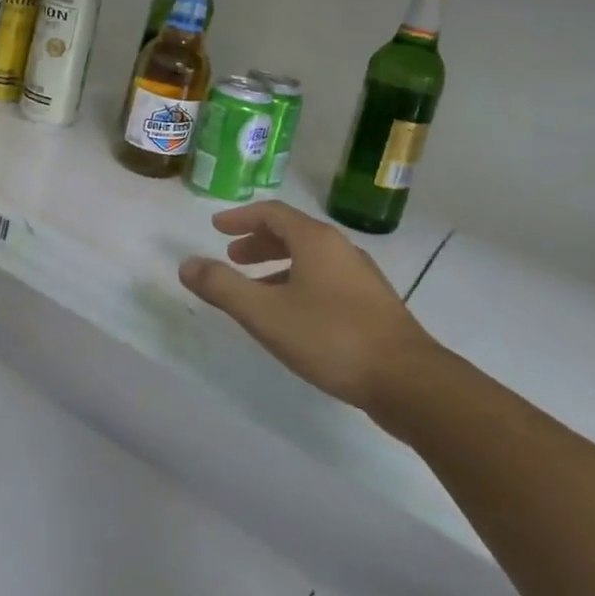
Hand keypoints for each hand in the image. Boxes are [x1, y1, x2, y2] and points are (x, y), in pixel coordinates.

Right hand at [178, 200, 438, 410]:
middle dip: (258, 242)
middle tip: (233, 258)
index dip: (241, 218)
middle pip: (293, 233)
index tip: (216, 228)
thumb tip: (186, 264)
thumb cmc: (330, 337)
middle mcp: (340, 250)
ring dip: (278, 266)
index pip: (272, 213)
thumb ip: (222, 287)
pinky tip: (292, 316)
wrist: (409, 382)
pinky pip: (325, 280)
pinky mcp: (373, 306)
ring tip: (256, 290)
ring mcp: (361, 278)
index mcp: (315, 241)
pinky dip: (298, 284)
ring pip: (310, 259)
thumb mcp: (264, 313)